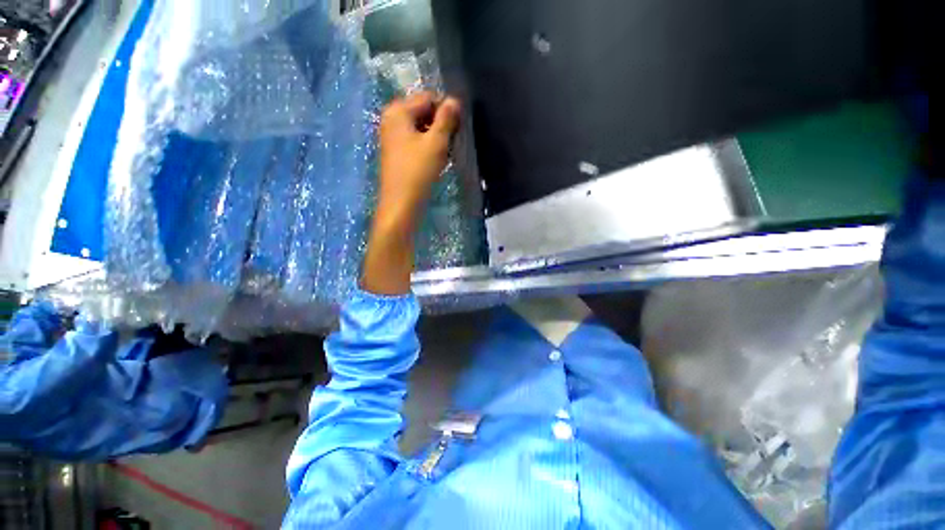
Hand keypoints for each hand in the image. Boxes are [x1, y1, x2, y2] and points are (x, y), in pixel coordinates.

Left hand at [377, 92, 460, 227]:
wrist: (401, 203)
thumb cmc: (418, 171)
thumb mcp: (436, 142)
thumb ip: (446, 119)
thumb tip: (454, 100)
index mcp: (398, 111)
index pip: (428, 98)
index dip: (446, 110)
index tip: (458, 128)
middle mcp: (391, 119)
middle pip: (423, 112)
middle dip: (440, 124)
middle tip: (452, 142)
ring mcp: (392, 136)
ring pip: (420, 128)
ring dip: (435, 136)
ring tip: (444, 153)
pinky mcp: (396, 152)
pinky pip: (415, 140)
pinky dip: (427, 146)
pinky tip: (435, 159)